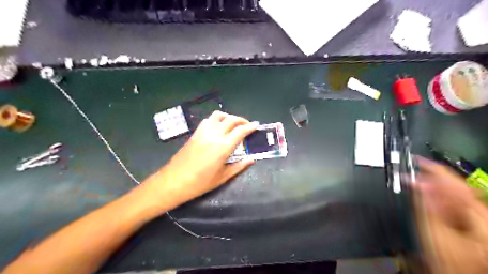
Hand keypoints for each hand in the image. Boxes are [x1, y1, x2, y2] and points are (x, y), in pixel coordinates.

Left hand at [147, 110, 256, 208]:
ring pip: (218, 116)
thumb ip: (239, 166)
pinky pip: (208, 120)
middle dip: (242, 120)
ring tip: (234, 124)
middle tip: (248, 125)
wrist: (174, 181)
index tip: (257, 125)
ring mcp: (203, 132)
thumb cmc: (200, 183)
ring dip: (229, 117)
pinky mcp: (195, 133)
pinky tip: (218, 127)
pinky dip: (217, 119)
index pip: (240, 131)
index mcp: (223, 146)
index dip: (250, 127)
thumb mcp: (223, 177)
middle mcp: (214, 135)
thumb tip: (252, 159)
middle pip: (231, 120)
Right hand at [413, 156, 487, 273]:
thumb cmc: (450, 260)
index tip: (416, 160)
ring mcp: (479, 216)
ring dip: (432, 186)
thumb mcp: (433, 231)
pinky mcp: (472, 219)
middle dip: (431, 177)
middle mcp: (482, 213)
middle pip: (455, 186)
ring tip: (416, 183)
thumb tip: (415, 181)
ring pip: (454, 193)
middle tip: (412, 172)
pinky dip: (438, 196)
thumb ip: (424, 204)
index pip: (454, 183)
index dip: (432, 169)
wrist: (458, 272)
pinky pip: (453, 201)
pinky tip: (428, 196)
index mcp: (478, 215)